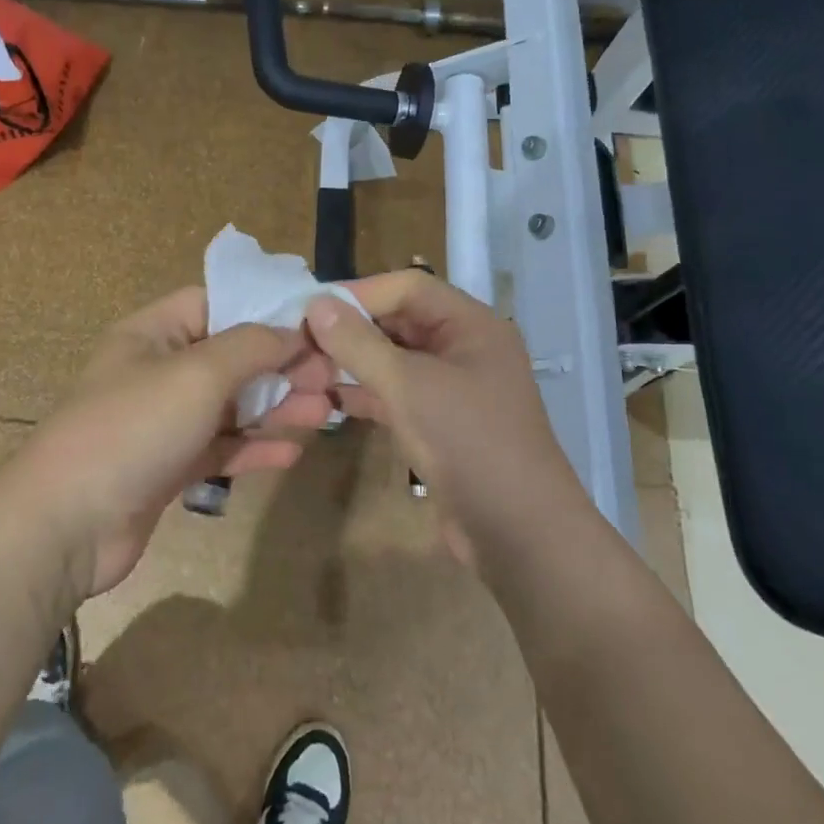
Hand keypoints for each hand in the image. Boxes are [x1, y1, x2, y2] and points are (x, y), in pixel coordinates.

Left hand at [11, 287, 334, 599]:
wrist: (65, 525)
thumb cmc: (132, 428)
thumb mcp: (197, 374)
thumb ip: (251, 347)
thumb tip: (294, 331)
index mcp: (153, 334)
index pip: (215, 303)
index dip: (264, 309)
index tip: (314, 322)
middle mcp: (159, 371)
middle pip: (231, 357)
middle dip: (281, 365)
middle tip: (332, 376)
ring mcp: (164, 422)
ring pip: (231, 405)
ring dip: (276, 407)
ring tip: (326, 412)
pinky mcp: (169, 467)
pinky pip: (220, 447)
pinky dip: (254, 446)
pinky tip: (291, 452)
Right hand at [304, 270, 582, 566]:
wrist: (520, 535)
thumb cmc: (469, 443)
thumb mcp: (409, 386)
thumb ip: (360, 343)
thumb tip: (316, 304)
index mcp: (471, 325)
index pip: (408, 287)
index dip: (360, 293)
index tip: (311, 309)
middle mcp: (465, 348)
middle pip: (401, 321)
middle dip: (353, 329)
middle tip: (303, 341)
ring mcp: (454, 388)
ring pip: (396, 360)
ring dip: (356, 362)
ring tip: (308, 369)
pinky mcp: (442, 424)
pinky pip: (399, 394)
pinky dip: (368, 393)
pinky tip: (331, 401)